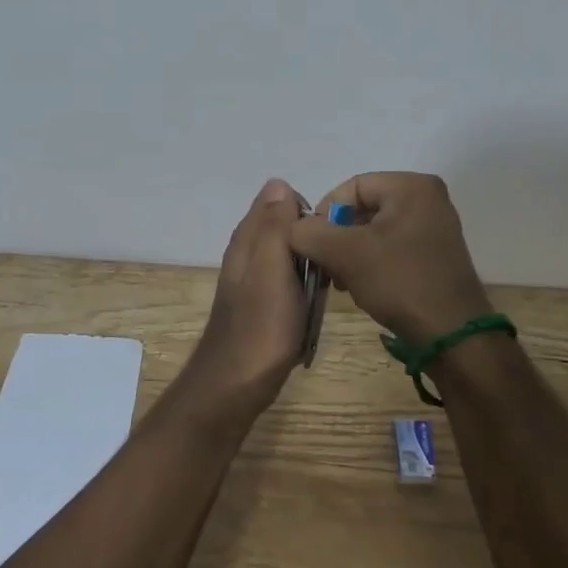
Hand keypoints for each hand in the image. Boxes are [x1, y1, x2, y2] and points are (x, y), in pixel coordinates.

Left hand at [177, 178, 307, 422]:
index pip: (280, 201)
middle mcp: (247, 253)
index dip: (308, 212)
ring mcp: (254, 280)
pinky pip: (289, 283)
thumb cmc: (261, 326)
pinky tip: (312, 306)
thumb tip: (278, 182)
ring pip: (289, 257)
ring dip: (310, 267)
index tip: (329, 235)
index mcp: (248, 238)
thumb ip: (275, 226)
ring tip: (327, 287)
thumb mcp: (272, 267)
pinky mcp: (262, 305)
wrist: (236, 384)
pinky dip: (303, 289)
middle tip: (331, 266)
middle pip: (287, 229)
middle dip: (312, 240)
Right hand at [290, 172, 493, 343]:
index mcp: (412, 186)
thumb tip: (293, 227)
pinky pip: (391, 248)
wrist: (453, 337)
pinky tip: (359, 287)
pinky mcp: (434, 256)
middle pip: (363, 208)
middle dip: (336, 237)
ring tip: (339, 281)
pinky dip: (370, 264)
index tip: (310, 244)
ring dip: (349, 253)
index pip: (351, 187)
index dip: (324, 213)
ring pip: (374, 231)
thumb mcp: (346, 254)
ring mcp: (434, 228)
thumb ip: (310, 233)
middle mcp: (428, 199)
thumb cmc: (401, 283)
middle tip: (323, 266)